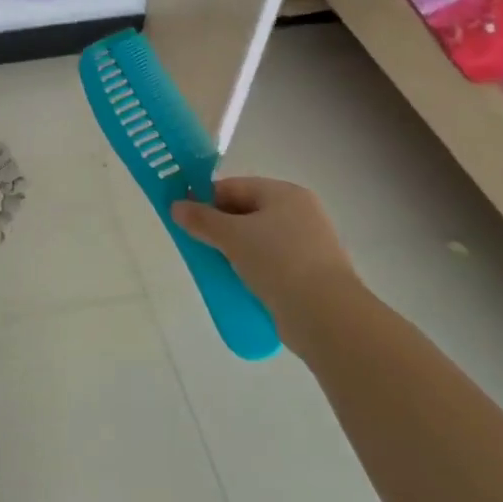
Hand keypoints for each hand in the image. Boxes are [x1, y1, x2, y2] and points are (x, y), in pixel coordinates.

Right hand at [172, 177, 356, 322]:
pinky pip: (272, 263)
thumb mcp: (232, 236)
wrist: (326, 315)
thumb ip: (202, 219)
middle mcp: (300, 213)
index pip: (235, 186)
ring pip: (259, 239)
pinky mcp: (310, 274)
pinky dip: (253, 269)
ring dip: (235, 250)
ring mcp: (309, 244)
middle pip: (247, 211)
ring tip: (214, 265)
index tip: (184, 216)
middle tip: (195, 243)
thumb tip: (176, 206)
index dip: (206, 198)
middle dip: (220, 226)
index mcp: (285, 193)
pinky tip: (237, 283)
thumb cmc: (278, 261)